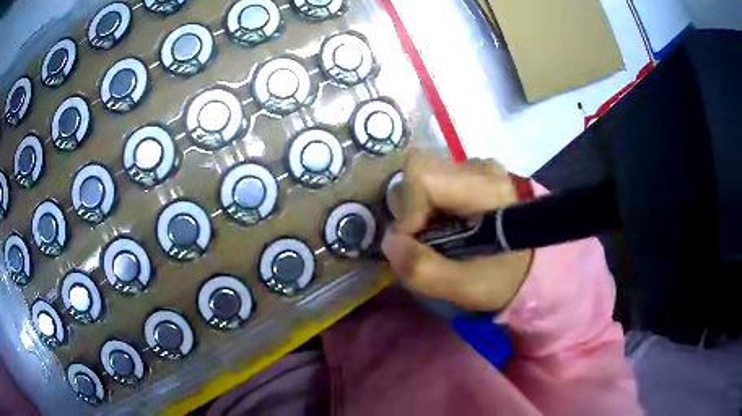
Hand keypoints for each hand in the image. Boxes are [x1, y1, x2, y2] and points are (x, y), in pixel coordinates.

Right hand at [382, 151, 532, 311]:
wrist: (530, 268)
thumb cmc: (503, 279)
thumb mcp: (465, 287)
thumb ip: (423, 270)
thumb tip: (389, 240)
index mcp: (486, 189)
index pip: (423, 178)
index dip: (408, 211)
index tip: (414, 243)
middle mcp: (481, 167)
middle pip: (419, 170)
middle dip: (409, 208)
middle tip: (423, 240)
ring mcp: (477, 166)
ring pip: (422, 173)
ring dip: (416, 207)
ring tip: (434, 234)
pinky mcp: (472, 172)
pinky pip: (433, 179)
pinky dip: (426, 204)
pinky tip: (443, 224)